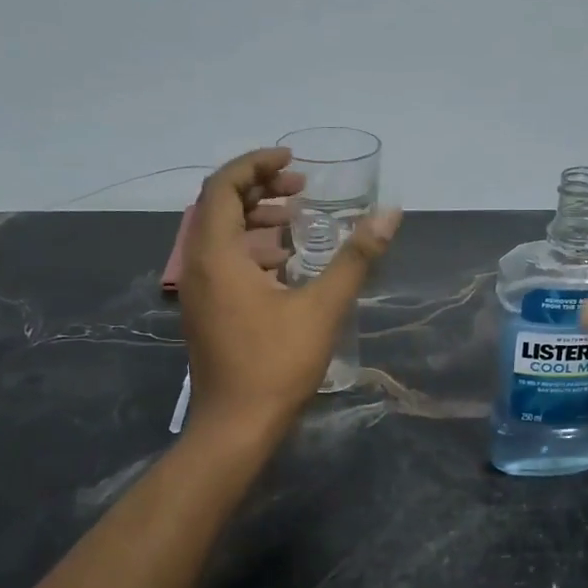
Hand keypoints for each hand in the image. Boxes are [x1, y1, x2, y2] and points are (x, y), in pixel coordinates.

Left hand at [179, 147, 401, 439]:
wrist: (235, 427)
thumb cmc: (276, 364)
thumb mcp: (322, 307)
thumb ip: (356, 258)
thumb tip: (390, 216)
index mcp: (216, 255)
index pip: (224, 186)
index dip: (256, 164)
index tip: (293, 160)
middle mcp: (197, 266)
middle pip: (219, 206)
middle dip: (260, 189)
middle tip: (301, 188)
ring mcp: (198, 292)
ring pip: (220, 236)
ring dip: (256, 220)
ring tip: (297, 221)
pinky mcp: (206, 313)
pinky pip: (223, 263)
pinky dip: (251, 250)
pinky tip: (287, 266)